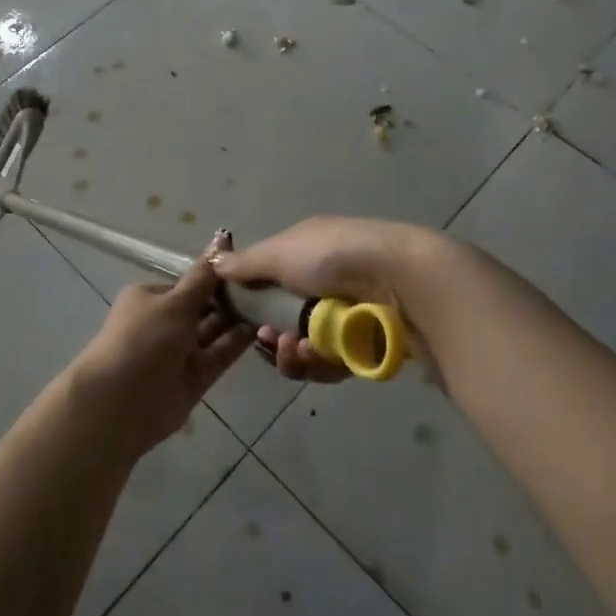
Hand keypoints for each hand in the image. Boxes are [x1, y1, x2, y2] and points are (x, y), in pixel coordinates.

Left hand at [66, 232, 253, 456]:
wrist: (121, 402)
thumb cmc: (144, 339)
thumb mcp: (175, 302)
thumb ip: (204, 276)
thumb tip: (222, 237)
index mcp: (150, 298)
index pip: (189, 283)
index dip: (216, 277)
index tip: (248, 270)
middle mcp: (164, 323)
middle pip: (203, 307)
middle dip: (230, 299)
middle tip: (268, 287)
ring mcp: (179, 352)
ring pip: (213, 331)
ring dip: (237, 319)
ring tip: (270, 304)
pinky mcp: (194, 378)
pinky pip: (219, 355)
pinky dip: (236, 343)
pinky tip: (261, 328)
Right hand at [213, 217, 439, 383]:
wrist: (401, 279)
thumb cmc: (333, 256)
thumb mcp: (279, 252)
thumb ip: (245, 264)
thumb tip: (214, 261)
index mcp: (308, 251)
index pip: (272, 280)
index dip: (254, 302)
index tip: (242, 318)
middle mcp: (328, 281)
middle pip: (288, 320)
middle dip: (275, 336)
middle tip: (271, 342)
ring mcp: (350, 314)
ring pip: (309, 347)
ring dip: (295, 353)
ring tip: (298, 349)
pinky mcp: (369, 344)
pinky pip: (334, 363)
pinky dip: (322, 362)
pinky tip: (322, 354)